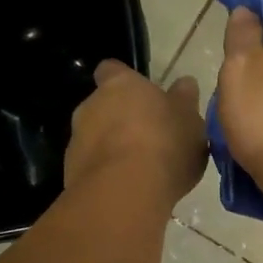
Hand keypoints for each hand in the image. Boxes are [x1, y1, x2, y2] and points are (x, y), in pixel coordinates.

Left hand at [66, 61, 206, 205]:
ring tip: (142, 171)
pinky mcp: (71, 171)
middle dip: (123, 120)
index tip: (144, 98)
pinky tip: (129, 189)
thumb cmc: (164, 145)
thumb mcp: (191, 121)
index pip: (113, 70)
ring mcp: (77, 139)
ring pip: (97, 138)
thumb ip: (185, 101)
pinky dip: (108, 174)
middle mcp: (91, 105)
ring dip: (114, 149)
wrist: (125, 192)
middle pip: (104, 106)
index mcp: (120, 84)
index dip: (127, 82)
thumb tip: (184, 83)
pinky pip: (93, 167)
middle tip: (151, 140)